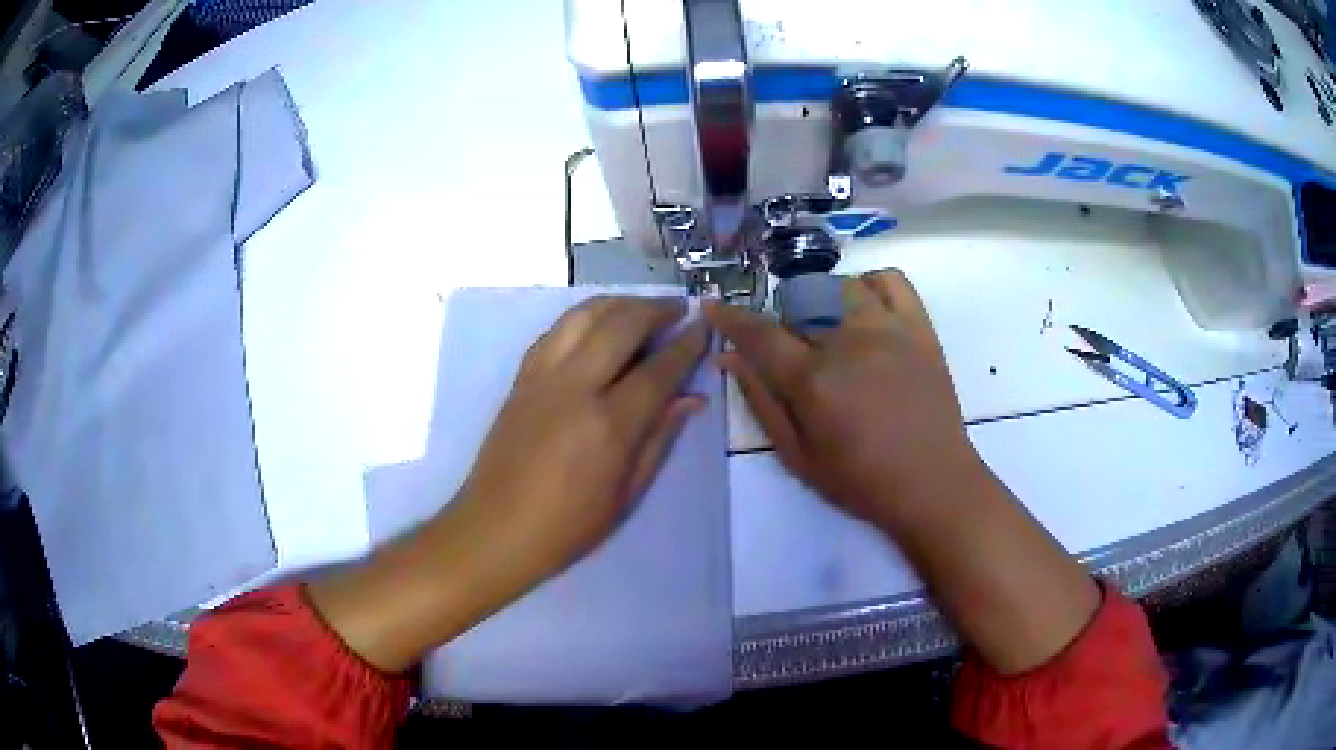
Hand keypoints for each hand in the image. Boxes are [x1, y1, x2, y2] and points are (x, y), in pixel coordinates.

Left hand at [453, 295, 709, 581]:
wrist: (494, 530)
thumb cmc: (566, 527)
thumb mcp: (625, 495)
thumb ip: (658, 439)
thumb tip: (691, 399)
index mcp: (607, 425)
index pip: (657, 370)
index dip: (686, 346)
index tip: (704, 330)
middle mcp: (574, 387)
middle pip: (621, 325)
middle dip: (655, 310)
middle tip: (679, 308)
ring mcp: (541, 377)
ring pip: (583, 315)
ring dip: (618, 302)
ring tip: (642, 307)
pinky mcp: (520, 378)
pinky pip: (555, 331)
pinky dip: (583, 317)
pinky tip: (597, 325)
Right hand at [710, 270, 1100, 673]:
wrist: (932, 484)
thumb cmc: (860, 481)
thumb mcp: (797, 456)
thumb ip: (761, 403)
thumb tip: (730, 358)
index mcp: (813, 379)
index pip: (759, 332)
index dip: (730, 317)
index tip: (713, 306)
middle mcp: (848, 341)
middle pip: (800, 303)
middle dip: (784, 321)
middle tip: (794, 352)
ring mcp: (889, 329)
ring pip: (842, 286)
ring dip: (825, 301)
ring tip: (831, 330)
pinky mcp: (920, 328)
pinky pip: (892, 281)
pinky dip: (872, 284)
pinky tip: (866, 310)